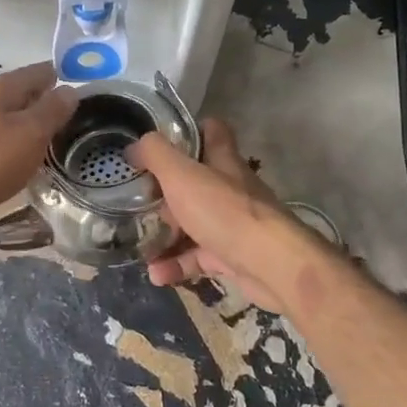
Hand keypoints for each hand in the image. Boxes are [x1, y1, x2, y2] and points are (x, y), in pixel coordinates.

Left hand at [0, 63, 78, 223]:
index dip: (65, 80)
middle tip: (73, 125)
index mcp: (3, 87)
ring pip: (8, 116)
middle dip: (46, 105)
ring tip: (49, 146)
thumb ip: (52, 111)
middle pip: (24, 93)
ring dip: (28, 126)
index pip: (42, 71)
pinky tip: (16, 161)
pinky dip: (10, 144)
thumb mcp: (29, 135)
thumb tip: (70, 90)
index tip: (86, 97)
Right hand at [129, 119, 319, 313]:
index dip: (190, 131)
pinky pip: (199, 258)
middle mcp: (230, 189)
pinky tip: (156, 275)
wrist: (271, 265)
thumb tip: (134, 147)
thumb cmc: (225, 211)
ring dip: (166, 236)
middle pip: (196, 182)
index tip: (161, 142)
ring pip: (194, 223)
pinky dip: (177, 265)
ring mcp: (233, 224)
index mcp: (223, 161)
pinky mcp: (233, 257)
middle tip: (140, 201)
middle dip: (166, 193)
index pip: (213, 132)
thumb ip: (156, 155)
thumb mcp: (182, 175)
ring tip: (140, 247)